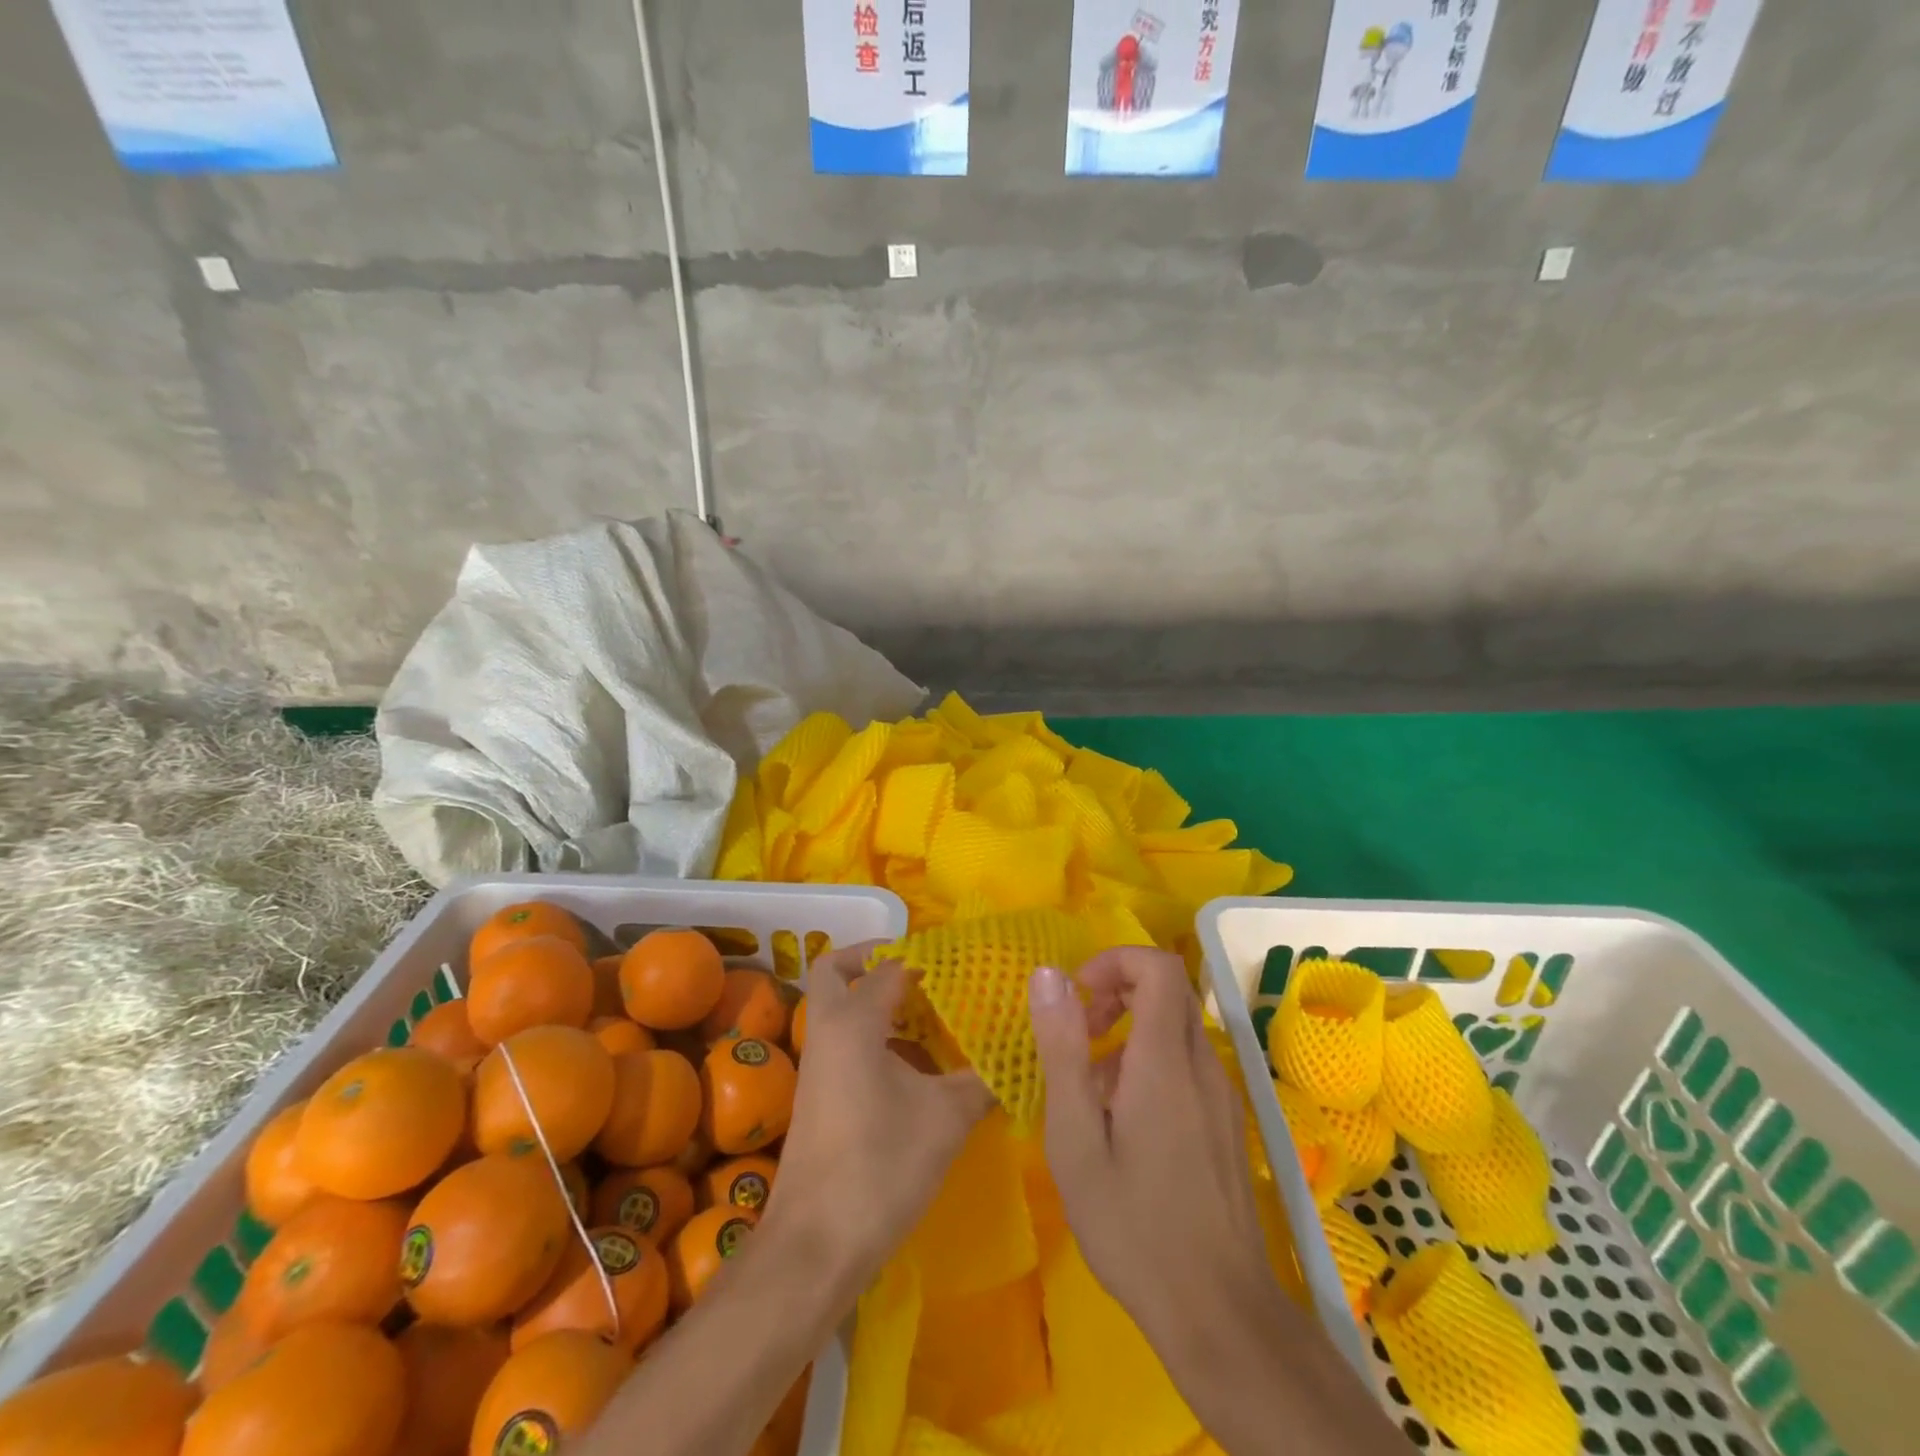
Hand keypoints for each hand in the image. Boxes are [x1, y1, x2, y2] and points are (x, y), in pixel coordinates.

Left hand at [764, 941, 994, 1293]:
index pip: (890, 965)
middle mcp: (828, 1032)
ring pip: (840, 1009)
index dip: (927, 958)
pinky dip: (876, 1037)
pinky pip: (845, 1042)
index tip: (965, 961)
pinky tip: (919, 1066)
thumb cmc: (881, 1166)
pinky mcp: (820, 1094)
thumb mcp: (947, 1118)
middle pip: (836, 971)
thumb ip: (984, 1078)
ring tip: (933, 1015)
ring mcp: (818, 1065)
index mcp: (853, 1022)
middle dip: (874, 959)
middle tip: (922, 971)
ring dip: (878, 1002)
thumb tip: (1019, 1055)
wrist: (817, 1246)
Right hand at [1029, 948, 1408, 1454]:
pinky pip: (1188, 1063)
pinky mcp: (1227, 1123)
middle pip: (1170, 990)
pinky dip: (1152, 1062)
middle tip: (1081, 1033)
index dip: (1116, 961)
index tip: (1078, 994)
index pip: (1158, 966)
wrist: (1219, 1313)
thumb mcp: (1076, 1137)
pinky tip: (1126, 1121)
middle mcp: (1202, 1064)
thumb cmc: (1133, 1224)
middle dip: (1119, 992)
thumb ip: (1063, 1048)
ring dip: (1132, 1031)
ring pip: (1178, 1027)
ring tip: (1092, 1087)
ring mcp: (1222, 1095)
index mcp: (1165, 1060)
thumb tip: (1048, 974)